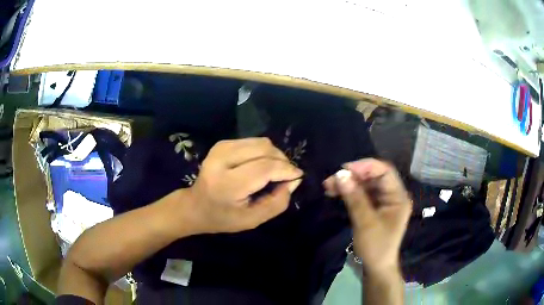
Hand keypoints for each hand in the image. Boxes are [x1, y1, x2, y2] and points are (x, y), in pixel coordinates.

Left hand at [184, 138, 302, 233]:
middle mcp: (221, 160)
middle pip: (264, 150)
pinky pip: (253, 141)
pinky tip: (262, 164)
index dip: (286, 170)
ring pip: (261, 142)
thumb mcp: (253, 220)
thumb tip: (294, 180)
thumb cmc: (223, 218)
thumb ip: (277, 202)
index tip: (298, 176)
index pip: (264, 168)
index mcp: (227, 184)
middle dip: (282, 161)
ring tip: (276, 170)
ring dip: (274, 155)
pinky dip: (264, 152)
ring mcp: (220, 148)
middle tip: (287, 175)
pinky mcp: (222, 143)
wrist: (195, 206)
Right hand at [323, 158, 411, 273]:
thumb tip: (340, 175)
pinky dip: (349, 193)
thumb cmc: (376, 246)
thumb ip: (354, 198)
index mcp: (398, 196)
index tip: (344, 169)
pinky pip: (362, 194)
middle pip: (374, 177)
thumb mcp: (365, 222)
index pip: (385, 171)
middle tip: (332, 179)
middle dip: (353, 176)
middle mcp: (393, 195)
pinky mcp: (375, 208)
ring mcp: (384, 202)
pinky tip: (335, 193)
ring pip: (366, 185)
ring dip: (349, 184)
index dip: (365, 166)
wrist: (376, 267)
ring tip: (329, 186)